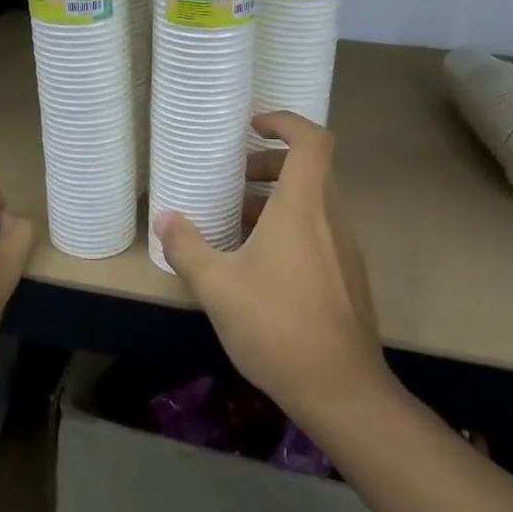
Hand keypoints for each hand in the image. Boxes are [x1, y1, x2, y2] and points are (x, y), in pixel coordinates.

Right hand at [157, 112, 388, 425]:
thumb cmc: (277, 326)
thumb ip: (187, 247)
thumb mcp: (217, 286)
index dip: (286, 122)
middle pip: (310, 170)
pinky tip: (257, 265)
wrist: (341, 389)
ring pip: (314, 203)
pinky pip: (319, 232)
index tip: (254, 127)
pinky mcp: (347, 276)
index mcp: (303, 207)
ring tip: (235, 223)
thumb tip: (164, 219)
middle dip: (270, 165)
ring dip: (276, 201)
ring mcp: (344, 249)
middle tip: (233, 180)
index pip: (313, 140)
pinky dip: (290, 228)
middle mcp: (330, 218)